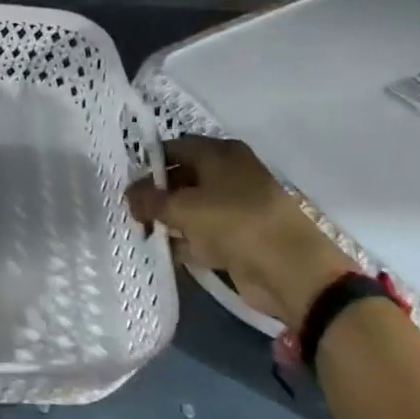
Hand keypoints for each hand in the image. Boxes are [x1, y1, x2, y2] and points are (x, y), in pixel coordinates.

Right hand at [128, 136, 352, 328]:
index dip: (149, 163)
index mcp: (221, 154)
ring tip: (141, 231)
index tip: (128, 182)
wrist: (291, 271)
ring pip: (193, 207)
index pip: (175, 147)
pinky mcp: (241, 237)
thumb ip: (151, 200)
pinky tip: (163, 251)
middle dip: (157, 194)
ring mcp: (237, 207)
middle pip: (183, 177)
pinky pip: (204, 234)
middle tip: (131, 210)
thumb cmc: (234, 223)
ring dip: (169, 219)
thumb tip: (129, 196)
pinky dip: (186, 241)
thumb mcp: (183, 208)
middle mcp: (230, 174)